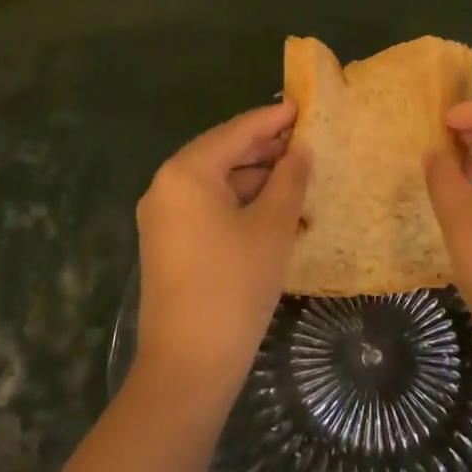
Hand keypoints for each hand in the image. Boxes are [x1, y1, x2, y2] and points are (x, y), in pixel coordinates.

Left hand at [134, 101, 309, 394]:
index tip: (303, 106)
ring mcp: (164, 218)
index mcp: (186, 172)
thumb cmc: (234, 284)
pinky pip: (209, 208)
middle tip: (307, 142)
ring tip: (299, 176)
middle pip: (223, 154)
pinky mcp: (169, 244)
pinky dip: (241, 204)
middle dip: (266, 149)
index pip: (236, 131)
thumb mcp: (272, 225)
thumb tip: (300, 151)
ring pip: (217, 183)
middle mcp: (167, 186)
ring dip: (257, 179)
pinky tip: (275, 210)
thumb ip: (289, 179)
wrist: (188, 365)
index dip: (272, 119)